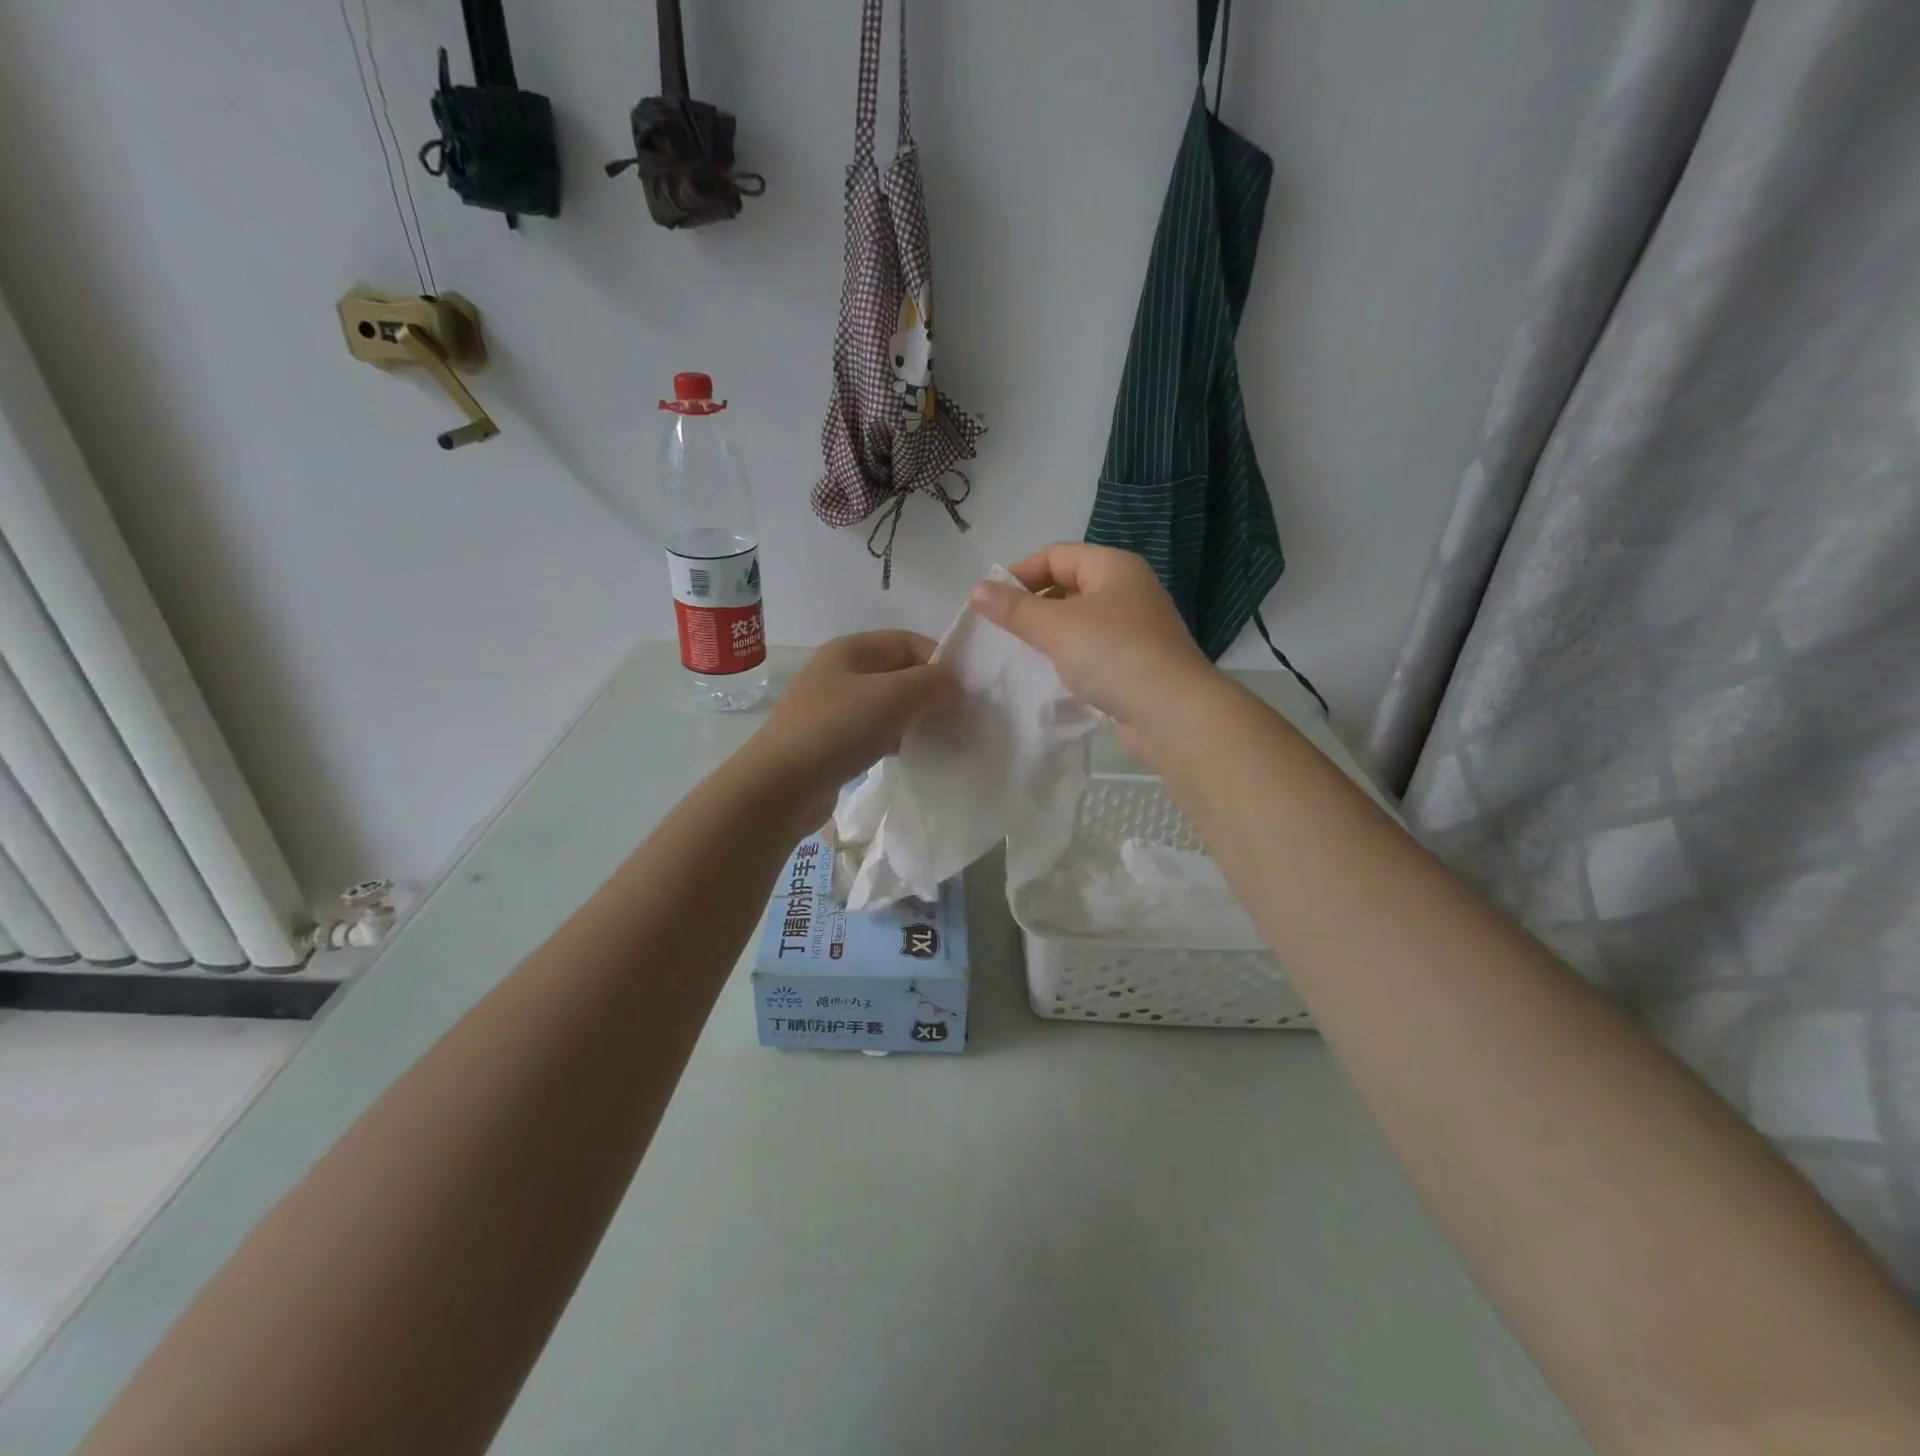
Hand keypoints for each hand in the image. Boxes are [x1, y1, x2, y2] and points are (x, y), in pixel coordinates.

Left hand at [744, 631, 959, 830]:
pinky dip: (899, 739)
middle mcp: (842, 672)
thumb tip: (956, 686)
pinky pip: (877, 732)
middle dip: (932, 691)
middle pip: (900, 672)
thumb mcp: (892, 696)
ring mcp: (836, 708)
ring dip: (917, 718)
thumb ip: (932, 683)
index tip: (965, 692)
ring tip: (942, 738)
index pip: (909, 642)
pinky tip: (914, 755)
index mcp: (851, 649)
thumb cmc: (837, 729)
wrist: (780, 786)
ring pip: (890, 705)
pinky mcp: (834, 742)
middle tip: (960, 717)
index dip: (941, 661)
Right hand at [969, 544, 1215, 762]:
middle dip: (1033, 604)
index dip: (1019, 573)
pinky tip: (1051, 674)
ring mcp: (1136, 627)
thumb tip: (977, 590)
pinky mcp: (1137, 662)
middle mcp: (1128, 590)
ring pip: (1080, 620)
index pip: (1056, 555)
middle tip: (1002, 629)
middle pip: (1068, 585)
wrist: (1172, 713)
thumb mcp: (1056, 627)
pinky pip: (1093, 648)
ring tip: (1021, 653)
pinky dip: (1070, 656)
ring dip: (1050, 633)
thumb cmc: (1113, 655)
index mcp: (1114, 567)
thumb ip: (1014, 608)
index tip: (990, 602)